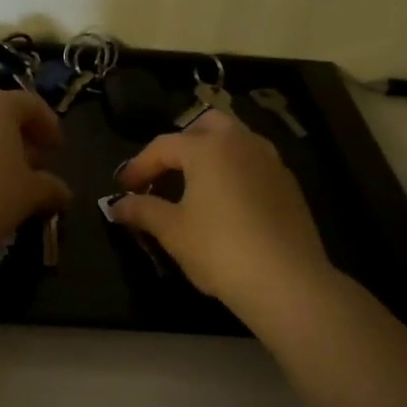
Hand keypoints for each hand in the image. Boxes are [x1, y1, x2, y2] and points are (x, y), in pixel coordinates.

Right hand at [112, 109, 330, 312]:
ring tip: (195, 185)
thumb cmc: (219, 249)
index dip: (138, 166)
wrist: (287, 281)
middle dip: (182, 143)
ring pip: (235, 141)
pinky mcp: (289, 185)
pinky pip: (254, 163)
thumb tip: (117, 205)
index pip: (162, 146)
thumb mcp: (172, 231)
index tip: (123, 189)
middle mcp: (241, 143)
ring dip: (211, 154)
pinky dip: (234, 171)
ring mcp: (271, 161)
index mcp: (207, 148)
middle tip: (164, 172)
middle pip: (206, 125)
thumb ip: (142, 210)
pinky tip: (226, 203)